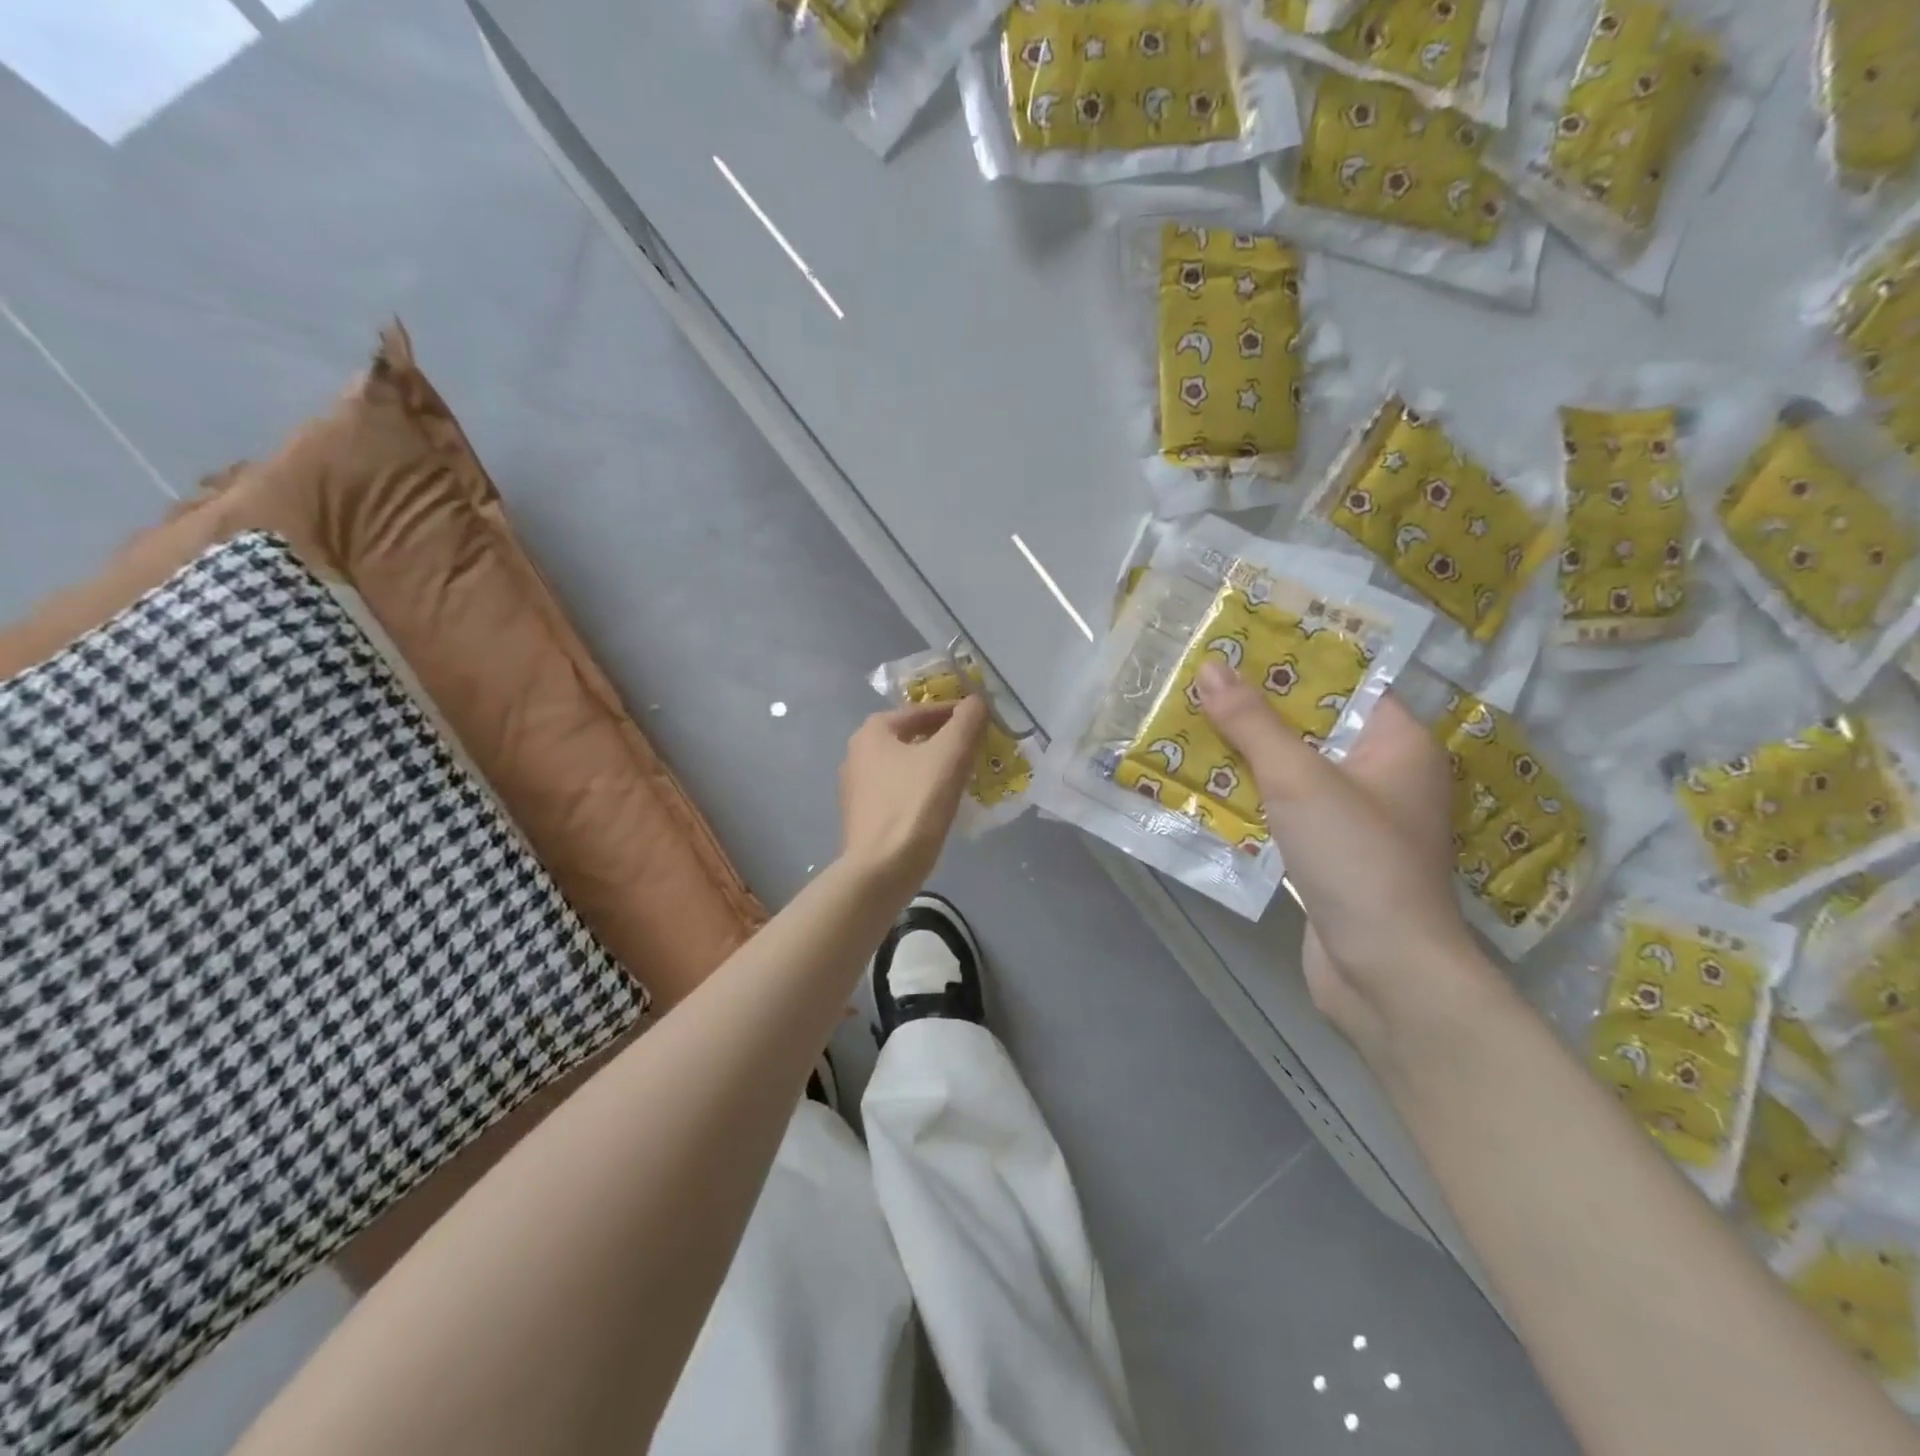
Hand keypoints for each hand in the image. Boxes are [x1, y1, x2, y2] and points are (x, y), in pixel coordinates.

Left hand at [838, 697, 987, 895]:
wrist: (881, 870)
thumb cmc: (915, 805)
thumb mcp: (949, 755)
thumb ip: (966, 721)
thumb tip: (977, 700)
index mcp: (872, 733)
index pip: (920, 711)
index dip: (954, 712)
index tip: (981, 721)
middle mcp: (857, 755)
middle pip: (910, 738)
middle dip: (943, 740)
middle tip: (975, 748)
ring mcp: (856, 789)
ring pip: (904, 767)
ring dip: (933, 767)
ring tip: (964, 776)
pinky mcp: (863, 818)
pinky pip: (898, 793)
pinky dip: (921, 790)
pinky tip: (941, 804)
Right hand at [1195, 660, 1496, 1057]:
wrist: (1383, 972)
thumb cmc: (1357, 858)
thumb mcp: (1300, 779)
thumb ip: (1253, 723)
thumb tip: (1211, 666)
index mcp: (1398, 743)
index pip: (1345, 681)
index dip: (1292, 657)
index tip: (1239, 639)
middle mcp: (1381, 774)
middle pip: (1311, 725)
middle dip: (1254, 707)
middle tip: (1198, 678)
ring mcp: (1353, 817)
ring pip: (1291, 768)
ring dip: (1244, 753)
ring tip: (1186, 721)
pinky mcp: (1326, 852)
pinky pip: (1282, 808)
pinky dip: (1248, 795)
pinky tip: (1200, 782)